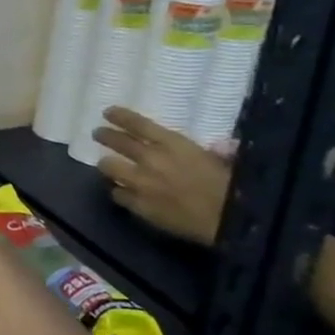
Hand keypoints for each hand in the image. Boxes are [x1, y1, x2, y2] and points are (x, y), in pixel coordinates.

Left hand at [92, 107, 230, 246]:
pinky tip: (122, 192)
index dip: (120, 117)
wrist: (231, 222)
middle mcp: (150, 159)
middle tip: (98, 133)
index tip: (108, 112)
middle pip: (117, 142)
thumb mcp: (228, 162)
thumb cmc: (235, 188)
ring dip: (108, 166)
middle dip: (105, 136)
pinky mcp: (137, 205)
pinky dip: (119, 192)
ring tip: (109, 166)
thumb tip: (223, 146)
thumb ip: (219, 152)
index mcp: (174, 145)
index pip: (138, 124)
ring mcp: (140, 183)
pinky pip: (117, 194)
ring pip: (108, 168)